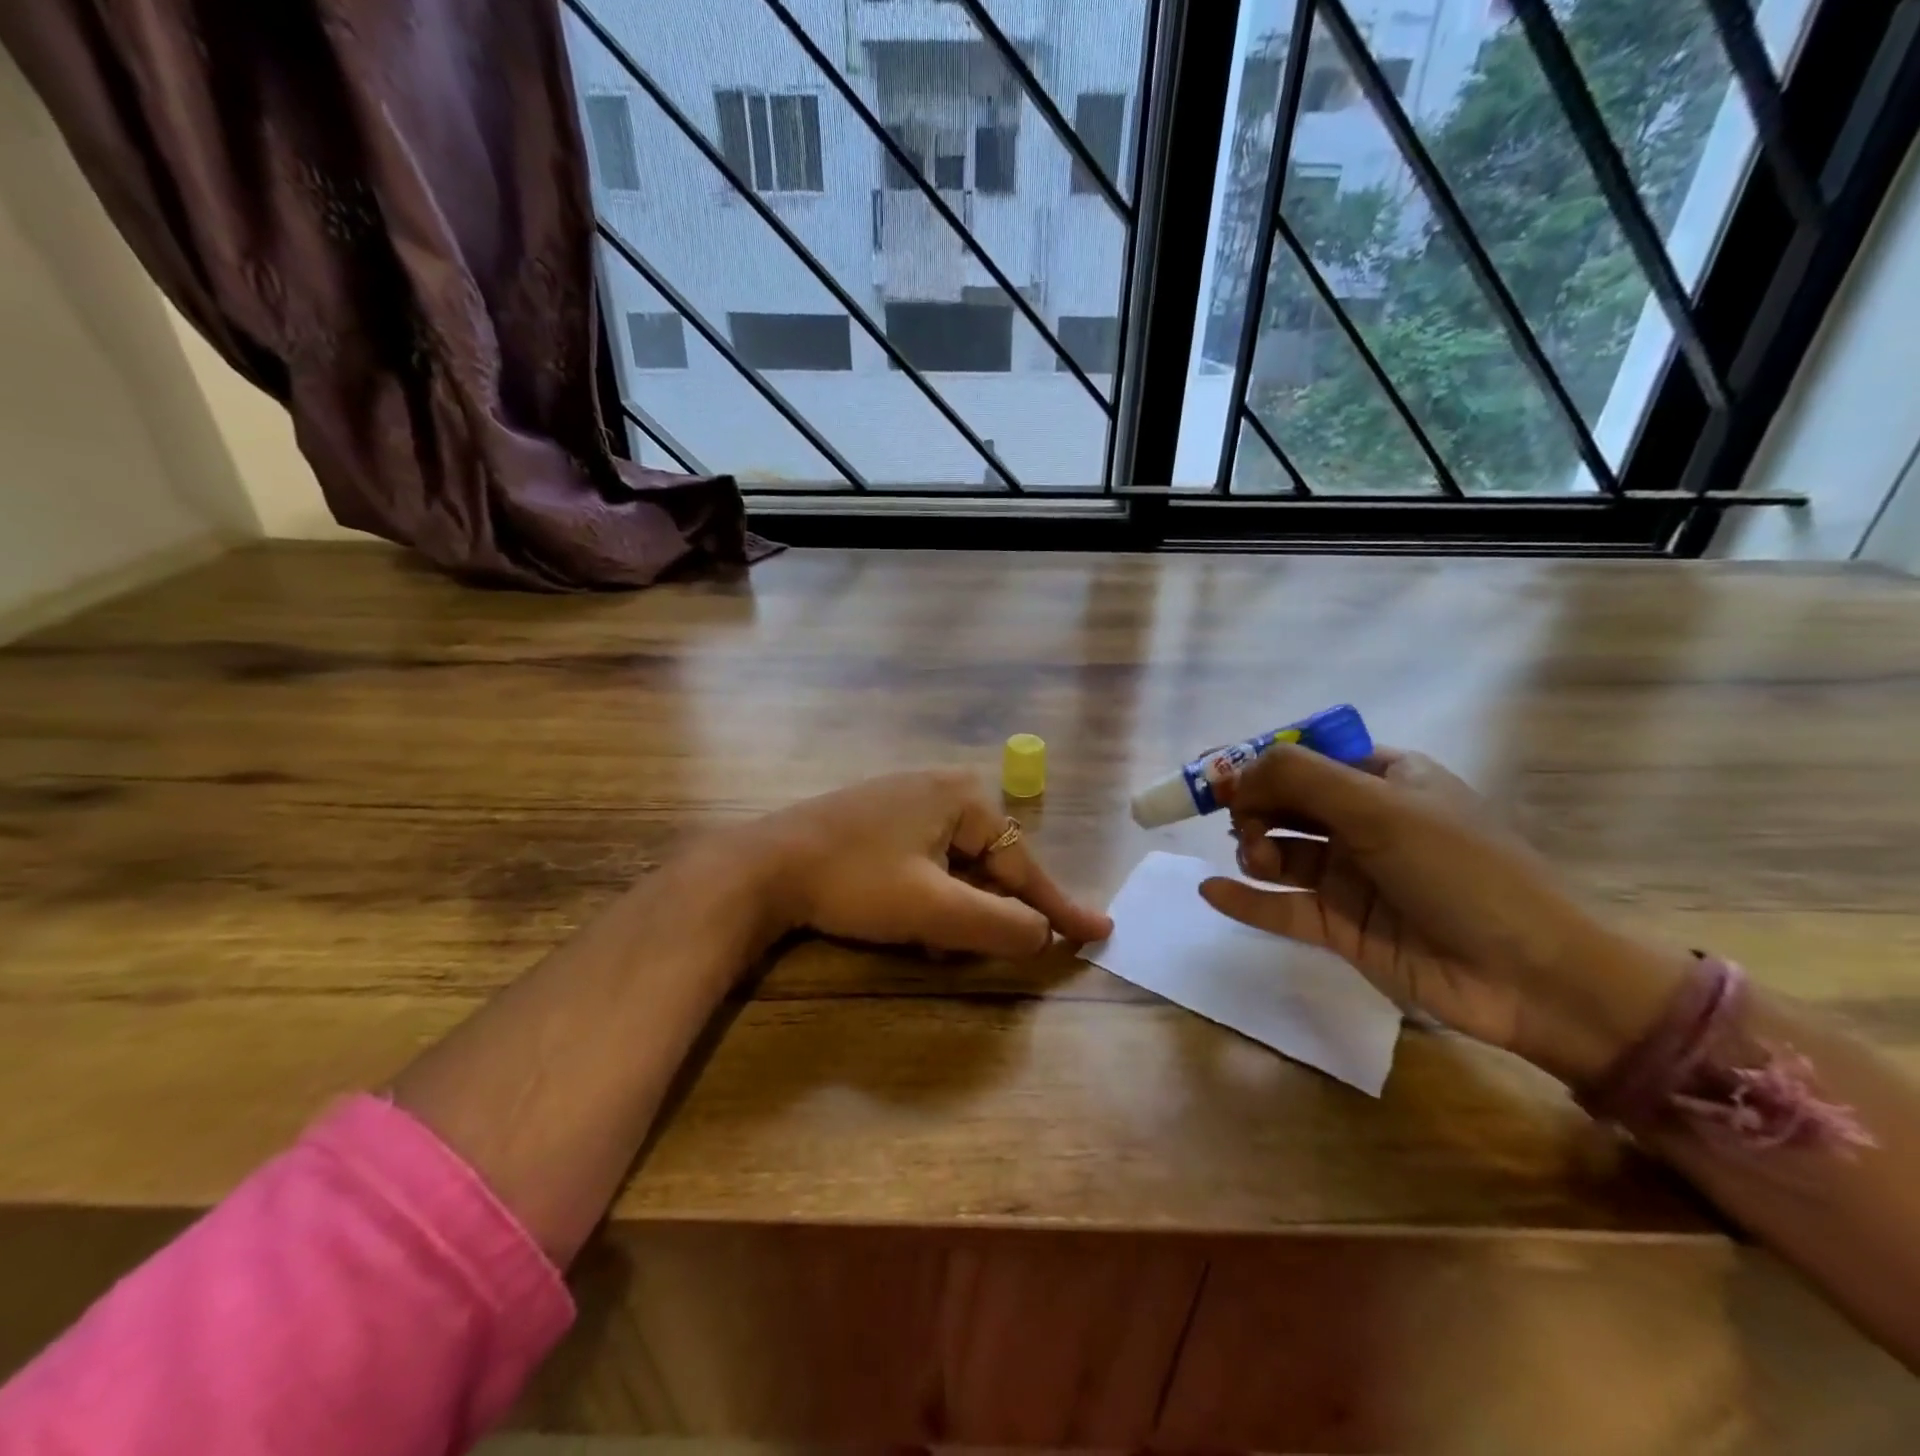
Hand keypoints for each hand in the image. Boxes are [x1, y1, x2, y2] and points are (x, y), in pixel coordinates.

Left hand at [742, 770, 1112, 956]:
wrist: (762, 867)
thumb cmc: (854, 880)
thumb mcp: (932, 909)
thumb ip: (998, 924)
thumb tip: (1044, 935)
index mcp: (963, 796)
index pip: (1022, 862)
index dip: (1056, 906)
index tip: (1098, 932)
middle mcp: (941, 788)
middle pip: (989, 865)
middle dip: (983, 912)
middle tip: (964, 949)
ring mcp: (907, 800)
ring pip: (955, 869)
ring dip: (952, 911)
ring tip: (927, 941)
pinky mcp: (879, 819)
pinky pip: (925, 862)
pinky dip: (927, 897)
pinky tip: (903, 919)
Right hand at [1198, 744, 1690, 1086]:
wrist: (1533, 977)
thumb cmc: (1462, 872)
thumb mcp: (1383, 808)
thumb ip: (1302, 779)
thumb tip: (1235, 771)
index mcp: (1386, 779)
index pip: (1309, 758)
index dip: (1263, 765)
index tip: (1225, 778)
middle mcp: (1365, 823)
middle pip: (1286, 803)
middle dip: (1255, 808)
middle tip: (1242, 823)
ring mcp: (1352, 876)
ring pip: (1280, 853)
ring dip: (1255, 850)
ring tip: (1258, 863)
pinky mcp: (1342, 926)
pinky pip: (1281, 907)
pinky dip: (1245, 899)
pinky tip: (1211, 890)